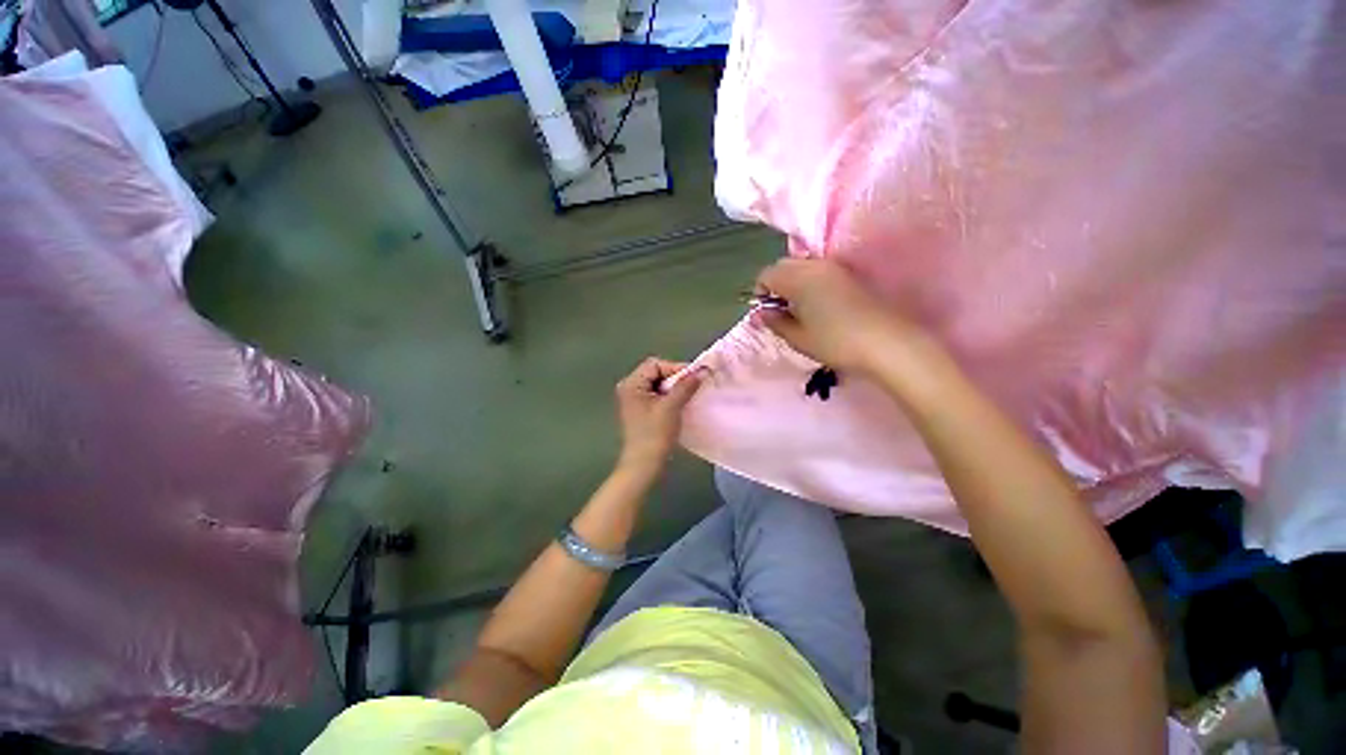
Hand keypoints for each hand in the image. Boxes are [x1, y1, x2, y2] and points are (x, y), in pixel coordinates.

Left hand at [614, 358, 704, 475]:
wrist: (644, 465)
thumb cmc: (654, 434)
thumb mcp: (671, 406)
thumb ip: (686, 385)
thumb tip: (703, 369)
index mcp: (631, 383)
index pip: (655, 364)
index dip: (675, 368)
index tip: (694, 378)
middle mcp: (629, 388)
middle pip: (656, 372)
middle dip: (675, 378)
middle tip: (692, 387)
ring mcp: (634, 400)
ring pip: (658, 384)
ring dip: (674, 388)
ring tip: (687, 397)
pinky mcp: (640, 410)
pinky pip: (657, 395)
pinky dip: (669, 397)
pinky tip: (680, 405)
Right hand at [755, 258, 922, 374]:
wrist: (886, 342)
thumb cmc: (835, 342)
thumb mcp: (798, 337)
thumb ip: (775, 322)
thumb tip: (759, 313)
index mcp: (798, 279)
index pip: (766, 274)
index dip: (760, 292)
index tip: (767, 313)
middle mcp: (815, 265)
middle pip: (783, 265)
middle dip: (776, 285)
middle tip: (782, 311)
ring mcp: (835, 267)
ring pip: (802, 266)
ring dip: (793, 282)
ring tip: (801, 310)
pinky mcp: (850, 274)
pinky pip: (819, 271)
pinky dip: (810, 282)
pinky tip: (819, 306)